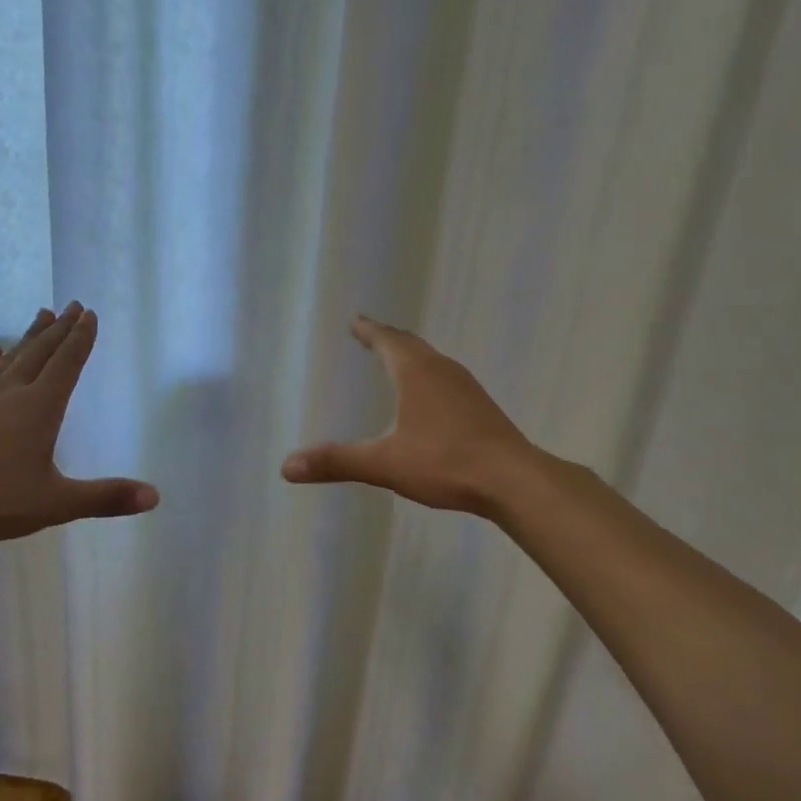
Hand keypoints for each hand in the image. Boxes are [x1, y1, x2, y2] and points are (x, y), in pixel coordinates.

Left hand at [0, 303, 158, 544]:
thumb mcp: (57, 502)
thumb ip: (105, 497)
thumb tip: (154, 497)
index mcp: (41, 408)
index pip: (67, 363)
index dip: (81, 339)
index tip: (89, 314)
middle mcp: (11, 392)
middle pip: (41, 352)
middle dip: (60, 328)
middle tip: (72, 304)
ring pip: (10, 358)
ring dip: (29, 336)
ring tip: (41, 315)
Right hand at [281, 315, 535, 514]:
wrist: (513, 480)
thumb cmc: (446, 463)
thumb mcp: (385, 463)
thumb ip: (338, 462)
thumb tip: (287, 466)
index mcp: (417, 373)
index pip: (388, 340)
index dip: (369, 330)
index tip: (356, 320)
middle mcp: (442, 370)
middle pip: (410, 344)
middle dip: (387, 337)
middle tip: (369, 332)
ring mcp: (466, 387)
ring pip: (431, 359)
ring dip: (410, 354)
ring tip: (395, 357)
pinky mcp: (480, 406)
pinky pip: (445, 377)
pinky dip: (427, 373)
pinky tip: (429, 395)